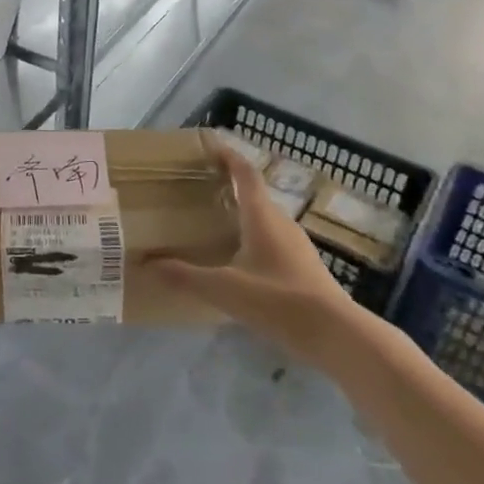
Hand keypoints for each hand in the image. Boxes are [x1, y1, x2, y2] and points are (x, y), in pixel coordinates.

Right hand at [147, 147, 358, 360]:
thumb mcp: (224, 289)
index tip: (209, 146)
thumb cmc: (279, 301)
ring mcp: (297, 246)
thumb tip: (145, 263)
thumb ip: (184, 276)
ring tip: (214, 223)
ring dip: (242, 214)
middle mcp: (281, 224)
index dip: (228, 156)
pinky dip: (253, 239)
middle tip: (200, 188)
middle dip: (229, 187)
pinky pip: (273, 241)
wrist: (338, 337)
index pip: (245, 174)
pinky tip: (239, 261)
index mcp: (262, 217)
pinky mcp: (304, 268)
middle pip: (254, 195)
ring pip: (264, 220)